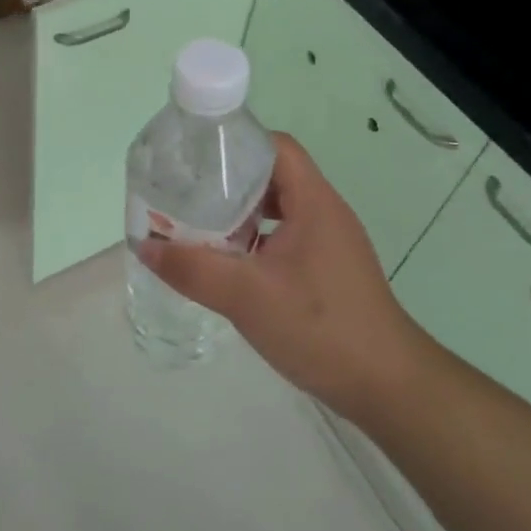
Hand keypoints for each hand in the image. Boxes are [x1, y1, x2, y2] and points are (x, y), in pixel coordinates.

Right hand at [136, 133, 423, 413]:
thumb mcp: (246, 295)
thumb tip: (143, 245)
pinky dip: (253, 242)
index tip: (194, 156)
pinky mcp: (326, 271)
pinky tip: (226, 264)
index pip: (275, 147)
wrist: (387, 387)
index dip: (236, 143)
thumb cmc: (320, 328)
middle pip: (273, 176)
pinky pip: (283, 239)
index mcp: (314, 202)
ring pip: (277, 211)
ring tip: (197, 225)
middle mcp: (325, 214)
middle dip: (227, 180)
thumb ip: (191, 268)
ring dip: (239, 215)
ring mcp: (328, 244)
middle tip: (185, 191)